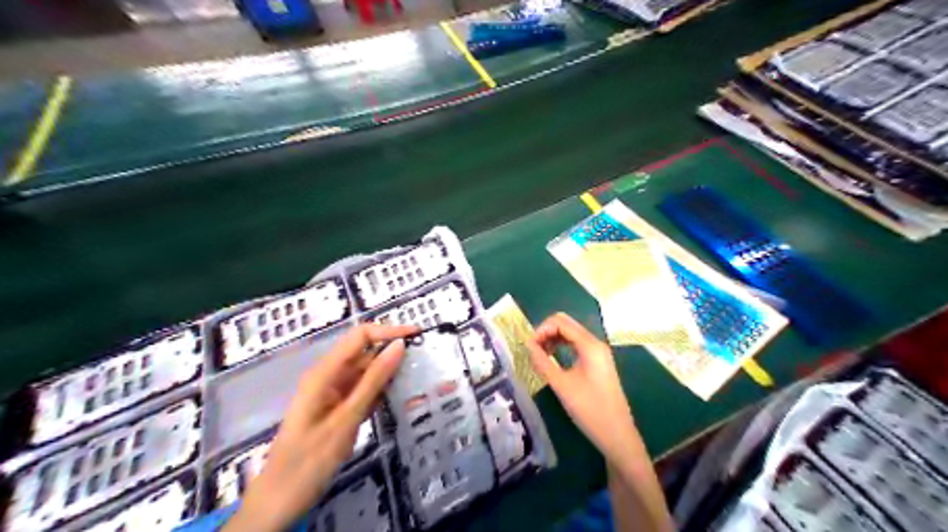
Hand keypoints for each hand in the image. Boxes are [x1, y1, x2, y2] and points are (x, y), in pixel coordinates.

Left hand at [224, 325, 416, 530]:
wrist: (278, 502)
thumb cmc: (308, 461)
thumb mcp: (346, 420)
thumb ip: (373, 381)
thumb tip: (399, 346)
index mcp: (324, 373)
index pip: (360, 336)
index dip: (389, 330)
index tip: (418, 334)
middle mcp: (328, 376)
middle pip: (364, 352)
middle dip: (393, 353)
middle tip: (424, 361)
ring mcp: (332, 392)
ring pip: (366, 372)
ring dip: (390, 374)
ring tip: (418, 378)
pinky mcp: (337, 408)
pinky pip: (363, 391)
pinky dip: (381, 392)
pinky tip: (400, 397)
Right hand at [526, 313, 634, 466]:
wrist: (617, 435)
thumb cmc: (589, 410)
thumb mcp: (561, 386)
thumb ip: (542, 362)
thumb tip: (527, 345)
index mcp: (589, 345)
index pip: (560, 322)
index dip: (541, 329)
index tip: (528, 347)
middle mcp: (595, 343)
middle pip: (566, 324)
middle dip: (546, 332)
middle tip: (533, 350)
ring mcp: (598, 352)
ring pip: (571, 333)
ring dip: (553, 338)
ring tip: (539, 356)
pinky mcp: (597, 362)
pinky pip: (576, 344)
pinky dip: (562, 346)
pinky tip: (552, 359)